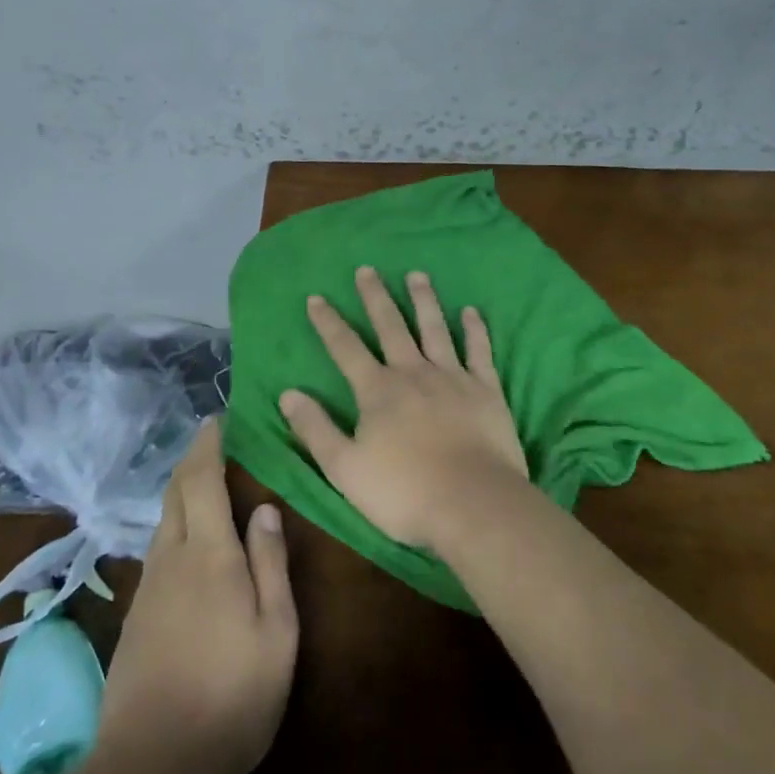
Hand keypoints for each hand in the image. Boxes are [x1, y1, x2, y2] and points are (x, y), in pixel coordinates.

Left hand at [96, 419, 298, 773]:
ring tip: (205, 481)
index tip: (217, 419)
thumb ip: (270, 564)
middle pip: (175, 492)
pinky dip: (174, 522)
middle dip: (192, 460)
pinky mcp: (137, 615)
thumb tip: (266, 508)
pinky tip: (189, 538)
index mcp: (210, 554)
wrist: (152, 766)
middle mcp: (173, 558)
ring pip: (163, 520)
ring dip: (181, 490)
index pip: (202, 480)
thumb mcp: (275, 632)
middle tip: (213, 440)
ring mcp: (149, 587)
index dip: (207, 445)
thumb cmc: (232, 695)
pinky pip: (159, 548)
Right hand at [278, 267, 529, 551]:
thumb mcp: (345, 468)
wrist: (473, 504)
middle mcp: (413, 373)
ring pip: (435, 329)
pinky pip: (479, 351)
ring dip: (424, 300)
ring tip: (417, 274)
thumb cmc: (404, 493)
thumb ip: (316, 429)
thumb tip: (288, 393)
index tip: (316, 297)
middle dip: (375, 297)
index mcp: (378, 391)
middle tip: (367, 269)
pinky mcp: (486, 389)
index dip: (328, 322)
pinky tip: (472, 311)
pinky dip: (476, 330)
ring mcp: (453, 377)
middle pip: (391, 326)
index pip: (346, 348)